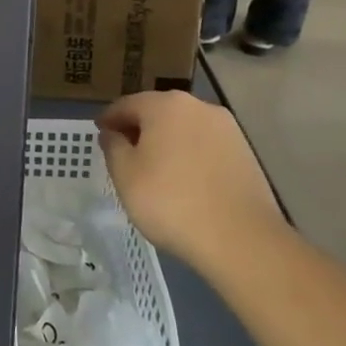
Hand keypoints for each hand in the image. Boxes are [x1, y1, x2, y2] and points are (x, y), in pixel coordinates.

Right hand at [96, 91, 285, 271]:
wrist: (241, 240)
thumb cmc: (170, 201)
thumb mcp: (125, 174)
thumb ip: (113, 146)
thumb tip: (113, 133)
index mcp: (165, 105)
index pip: (127, 104)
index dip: (109, 119)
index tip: (99, 134)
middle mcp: (199, 107)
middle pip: (158, 112)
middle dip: (139, 129)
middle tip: (124, 153)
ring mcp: (228, 130)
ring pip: (185, 129)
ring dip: (166, 142)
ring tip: (155, 170)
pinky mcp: (246, 154)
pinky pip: (206, 147)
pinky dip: (190, 156)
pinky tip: (184, 181)